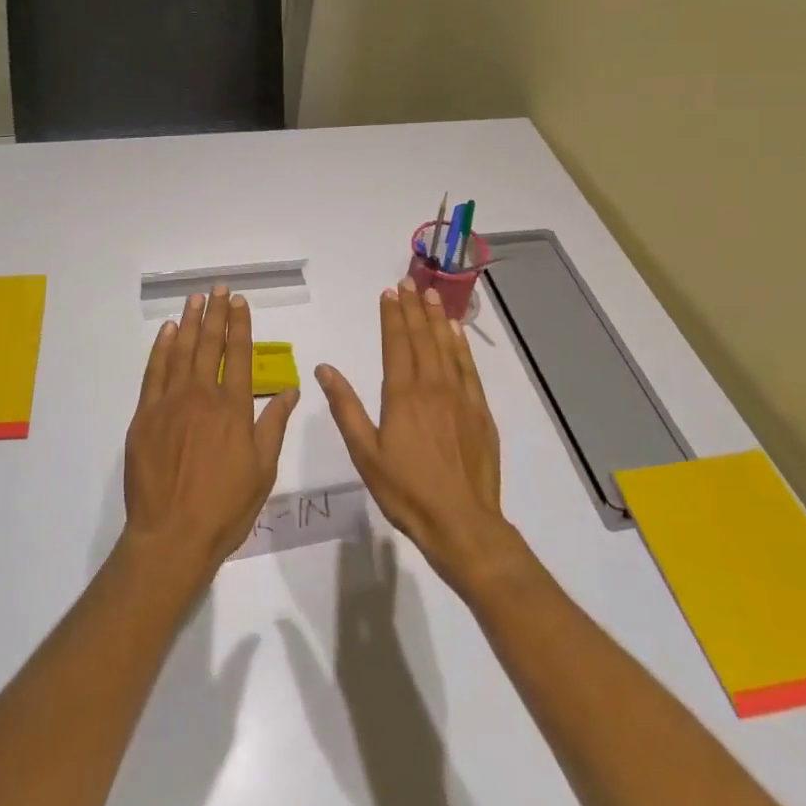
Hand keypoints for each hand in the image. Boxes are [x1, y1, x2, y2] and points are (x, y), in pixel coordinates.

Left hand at [122, 286, 299, 592]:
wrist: (172, 535)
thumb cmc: (225, 508)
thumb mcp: (262, 470)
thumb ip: (274, 425)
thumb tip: (292, 390)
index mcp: (234, 408)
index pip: (239, 354)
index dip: (240, 325)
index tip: (240, 302)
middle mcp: (203, 395)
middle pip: (210, 344)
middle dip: (216, 313)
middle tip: (218, 288)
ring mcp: (170, 402)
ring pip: (181, 351)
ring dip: (189, 322)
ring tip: (195, 299)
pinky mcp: (145, 415)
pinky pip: (154, 372)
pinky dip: (161, 348)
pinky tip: (166, 332)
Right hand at [317, 281, 519, 592]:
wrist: (463, 523)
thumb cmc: (406, 491)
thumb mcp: (365, 454)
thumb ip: (346, 407)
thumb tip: (324, 369)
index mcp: (402, 395)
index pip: (396, 343)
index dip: (392, 316)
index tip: (389, 293)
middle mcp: (432, 386)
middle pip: (422, 337)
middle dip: (413, 308)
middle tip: (409, 282)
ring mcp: (460, 397)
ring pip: (447, 346)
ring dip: (437, 318)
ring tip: (431, 294)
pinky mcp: (480, 411)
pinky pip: (469, 367)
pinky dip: (461, 345)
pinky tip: (457, 332)